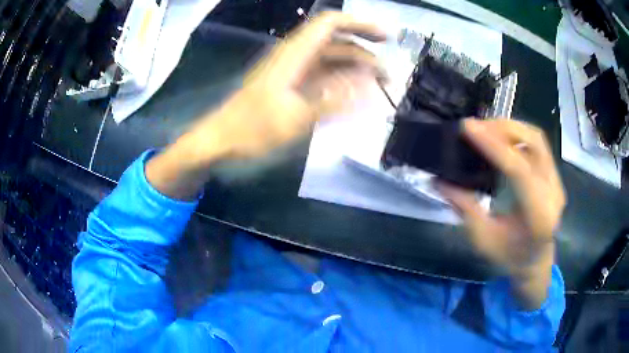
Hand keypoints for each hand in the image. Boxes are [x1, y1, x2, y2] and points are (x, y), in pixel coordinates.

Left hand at [191, 11, 385, 160]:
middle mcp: (296, 56)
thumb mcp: (294, 119)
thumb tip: (368, 91)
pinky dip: (342, 82)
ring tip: (379, 86)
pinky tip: (356, 95)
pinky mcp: (293, 85)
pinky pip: (323, 76)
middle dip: (365, 51)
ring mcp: (294, 71)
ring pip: (331, 60)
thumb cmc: (251, 129)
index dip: (359, 24)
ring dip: (356, 68)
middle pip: (336, 42)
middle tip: (388, 72)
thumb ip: (332, 103)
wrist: (221, 139)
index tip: (385, 38)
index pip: (330, 23)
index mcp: (294, 54)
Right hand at [436, 119, 565, 309]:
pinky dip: (517, 135)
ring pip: (537, 138)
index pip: (518, 170)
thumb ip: (465, 209)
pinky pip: (537, 144)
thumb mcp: (484, 240)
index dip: (493, 146)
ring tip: (486, 128)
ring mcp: (556, 181)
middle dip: (503, 129)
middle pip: (534, 143)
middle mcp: (553, 193)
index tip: (467, 127)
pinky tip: (501, 138)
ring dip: (511, 128)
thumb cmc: (510, 257)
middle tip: (475, 127)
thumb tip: (439, 181)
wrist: (535, 261)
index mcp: (538, 216)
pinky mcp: (554, 175)